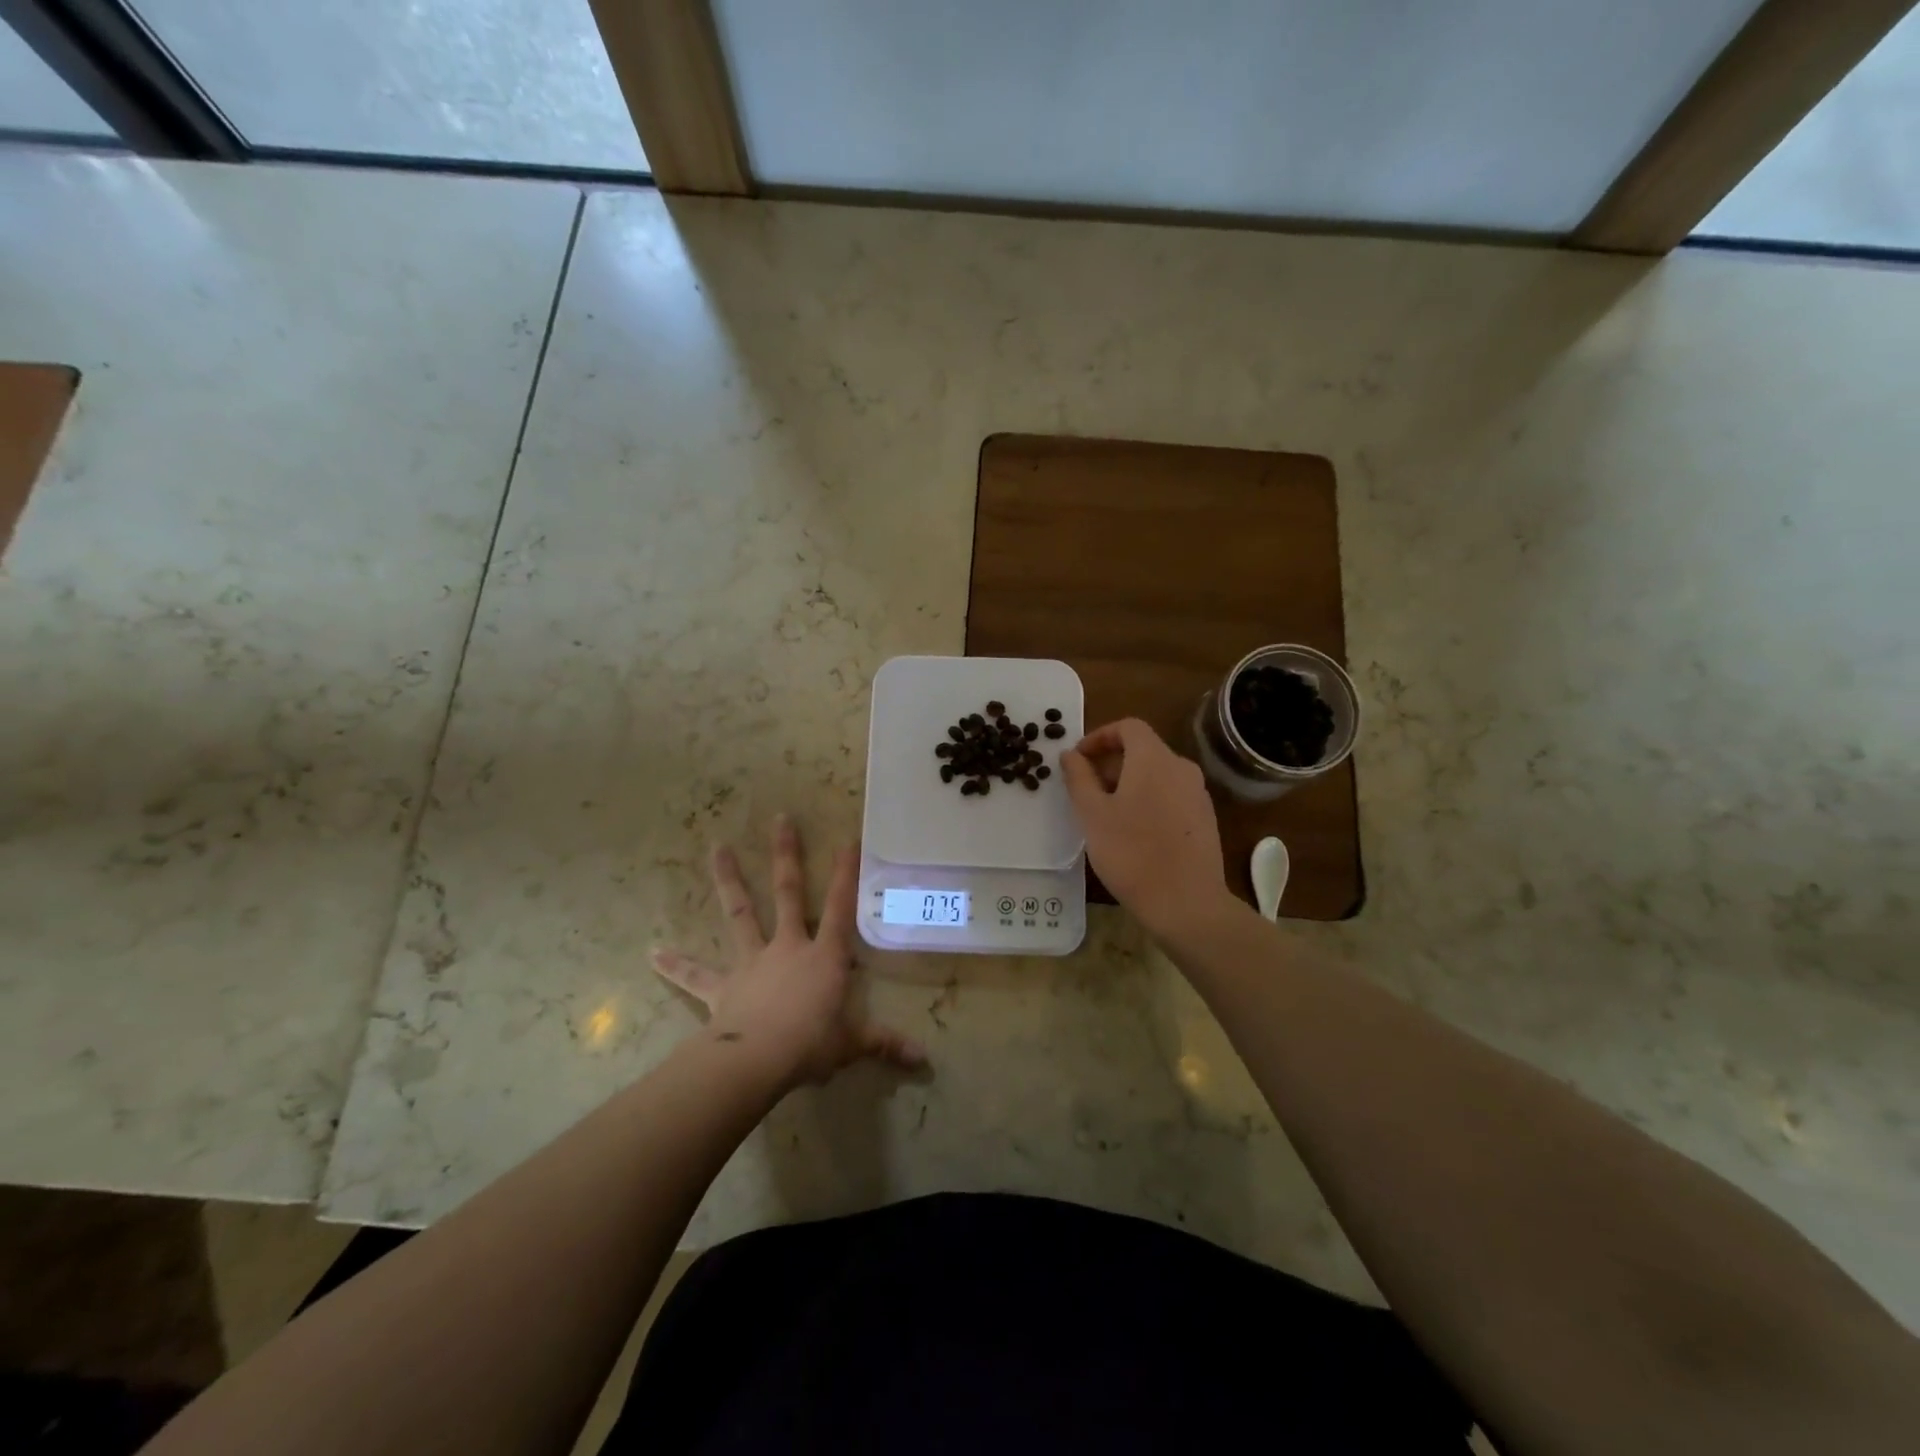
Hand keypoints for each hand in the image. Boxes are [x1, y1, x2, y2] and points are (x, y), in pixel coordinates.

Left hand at [652, 815, 925, 1090]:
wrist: (756, 1061)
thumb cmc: (811, 1045)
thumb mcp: (852, 1044)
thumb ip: (884, 1044)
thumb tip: (923, 1060)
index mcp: (823, 957)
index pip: (841, 907)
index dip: (847, 874)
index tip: (849, 839)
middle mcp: (787, 947)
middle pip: (788, 893)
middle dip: (786, 855)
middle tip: (780, 818)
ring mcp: (751, 962)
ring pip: (740, 913)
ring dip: (729, 880)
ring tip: (716, 847)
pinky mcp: (722, 986)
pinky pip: (696, 975)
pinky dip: (675, 965)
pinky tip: (652, 953)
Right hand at [1061, 719, 1229, 937]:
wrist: (1186, 903)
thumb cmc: (1131, 853)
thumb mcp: (1092, 814)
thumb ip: (1079, 778)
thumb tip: (1070, 755)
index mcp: (1154, 759)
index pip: (1128, 727)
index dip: (1099, 736)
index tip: (1078, 759)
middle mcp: (1181, 768)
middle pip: (1143, 750)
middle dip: (1110, 763)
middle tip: (1085, 790)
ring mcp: (1198, 794)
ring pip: (1157, 774)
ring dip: (1128, 783)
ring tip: (1105, 814)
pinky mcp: (1204, 819)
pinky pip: (1171, 796)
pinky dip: (1148, 800)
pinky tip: (1133, 832)